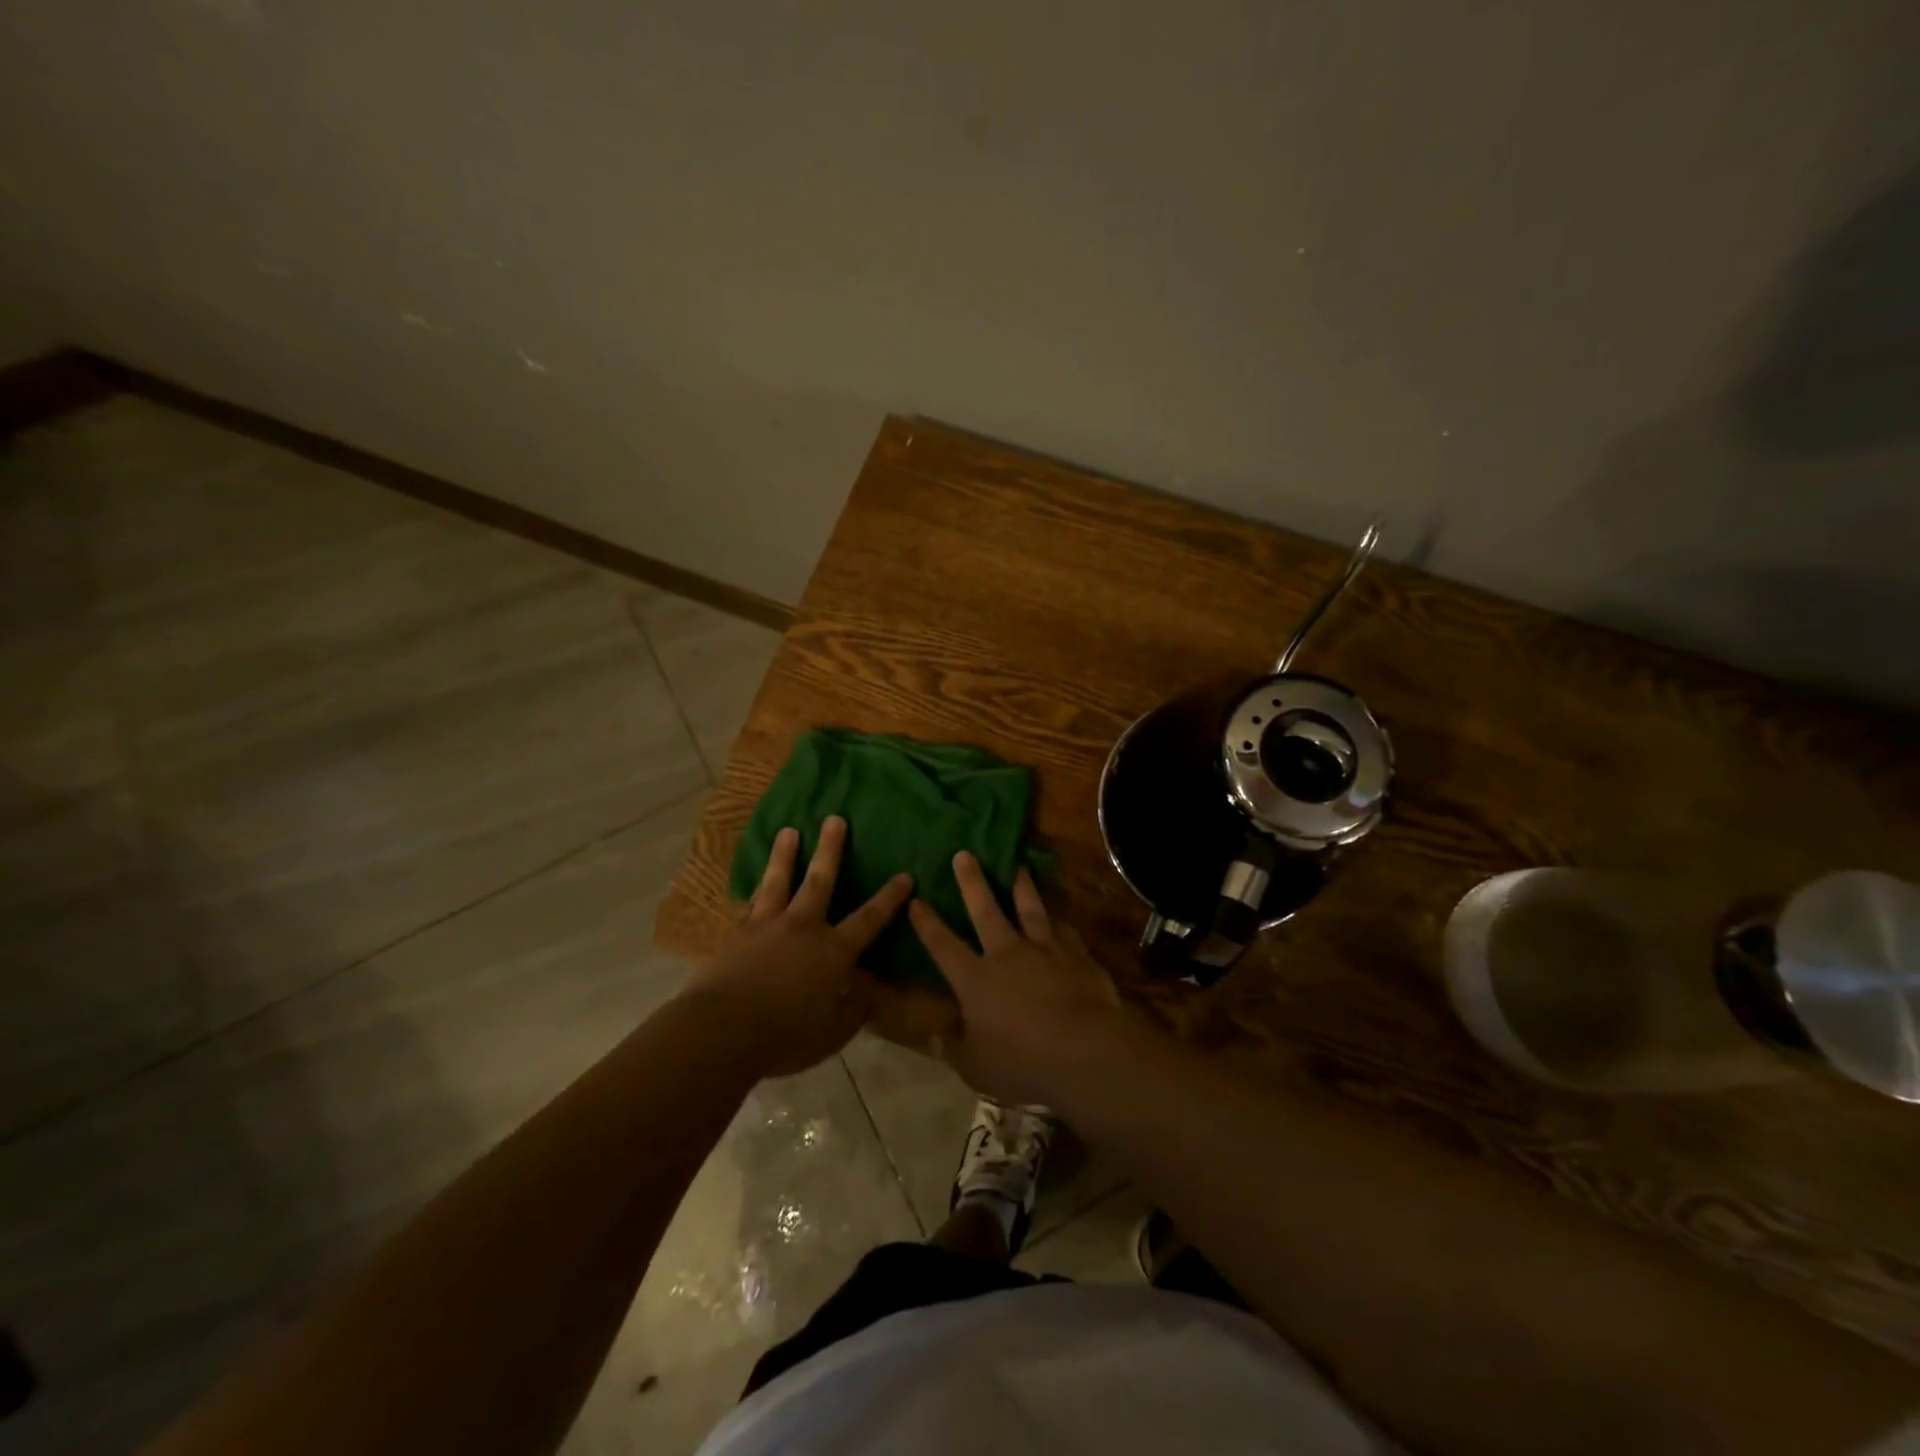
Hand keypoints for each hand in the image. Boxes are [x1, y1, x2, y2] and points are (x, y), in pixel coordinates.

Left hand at [686, 816, 912, 1077]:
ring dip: (785, 855)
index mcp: (833, 951)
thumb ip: (856, 1006)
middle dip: (830, 849)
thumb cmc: (786, 1035)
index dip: (889, 898)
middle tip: (835, 819)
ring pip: (779, 882)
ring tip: (789, 831)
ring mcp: (766, 927)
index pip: (869, 919)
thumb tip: (872, 985)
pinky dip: (753, 892)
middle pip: (820, 881)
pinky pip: (748, 906)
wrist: (722, 1030)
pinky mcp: (736, 936)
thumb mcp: (834, 1031)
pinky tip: (751, 886)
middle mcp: (803, 928)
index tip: (904, 875)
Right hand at [896, 851, 1123, 1104]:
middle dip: (972, 881)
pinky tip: (1059, 916)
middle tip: (964, 854)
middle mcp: (1007, 954)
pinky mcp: (1076, 955)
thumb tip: (934, 1035)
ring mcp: (1044, 950)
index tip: (916, 900)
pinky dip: (1058, 922)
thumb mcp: (977, 1067)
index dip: (927, 923)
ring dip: (1021, 886)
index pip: (943, 945)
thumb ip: (955, 1047)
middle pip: (985, 909)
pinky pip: (1064, 931)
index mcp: (975, 980)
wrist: (1085, 1051)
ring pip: (1029, 908)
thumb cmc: (1022, 1063)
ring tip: (1018, 866)